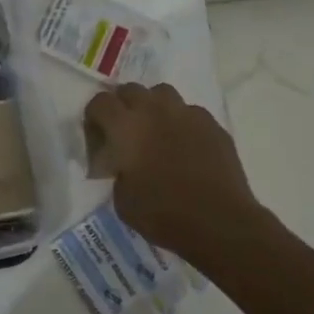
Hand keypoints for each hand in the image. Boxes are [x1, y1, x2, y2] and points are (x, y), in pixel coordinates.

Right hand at [83, 83, 259, 260]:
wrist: (219, 222)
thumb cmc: (162, 214)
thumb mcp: (121, 198)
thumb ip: (116, 169)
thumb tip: (122, 163)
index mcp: (125, 127)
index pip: (99, 102)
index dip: (94, 119)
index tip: (98, 141)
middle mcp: (154, 110)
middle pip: (130, 90)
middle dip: (122, 107)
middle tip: (124, 134)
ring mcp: (187, 114)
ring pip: (162, 93)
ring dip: (152, 107)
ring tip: (154, 132)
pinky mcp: (212, 125)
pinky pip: (189, 112)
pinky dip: (181, 122)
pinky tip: (184, 146)